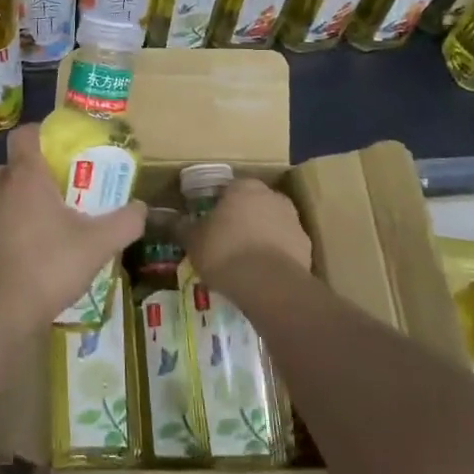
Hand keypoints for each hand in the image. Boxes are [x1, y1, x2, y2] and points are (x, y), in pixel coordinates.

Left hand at [0, 126, 145, 330]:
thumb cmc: (48, 264)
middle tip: (81, 183)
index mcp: (26, 175)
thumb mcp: (98, 243)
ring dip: (40, 198)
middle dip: (52, 169)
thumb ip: (125, 222)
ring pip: (16, 192)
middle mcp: (2, 187)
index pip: (26, 133)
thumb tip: (142, 208)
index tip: (71, 145)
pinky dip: (28, 222)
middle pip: (25, 163)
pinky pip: (9, 217)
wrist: (0, 311)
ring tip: (70, 216)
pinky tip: (50, 246)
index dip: (46, 132)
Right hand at [184, 177, 310, 292]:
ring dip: (260, 235)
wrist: (270, 286)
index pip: (228, 188)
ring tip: (243, 260)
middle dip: (241, 217)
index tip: (209, 222)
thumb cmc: (225, 252)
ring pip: (271, 224)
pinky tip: (261, 273)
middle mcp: (272, 196)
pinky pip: (284, 246)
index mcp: (243, 187)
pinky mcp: (306, 247)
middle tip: (225, 239)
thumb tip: (167, 219)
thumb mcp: (193, 241)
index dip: (217, 204)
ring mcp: (293, 221)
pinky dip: (274, 255)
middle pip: (253, 203)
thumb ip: (182, 227)